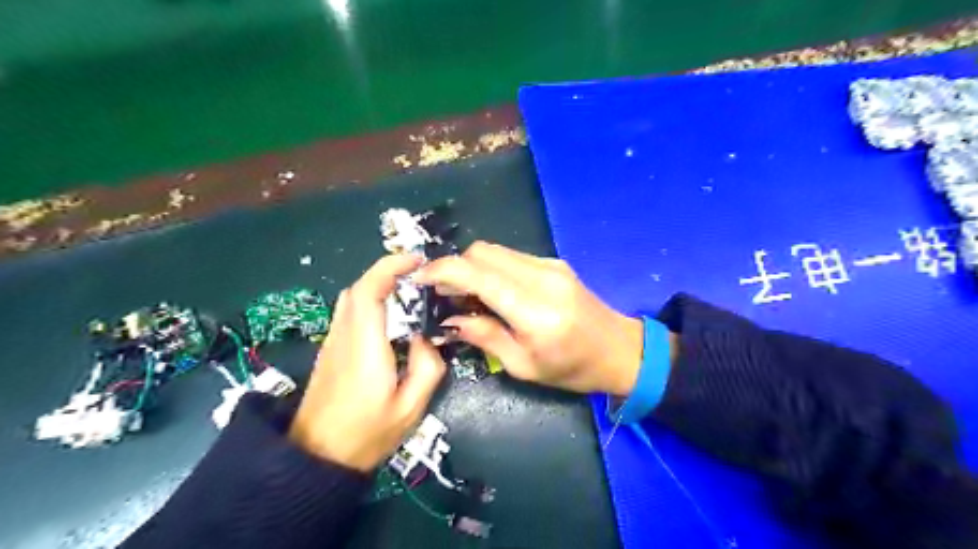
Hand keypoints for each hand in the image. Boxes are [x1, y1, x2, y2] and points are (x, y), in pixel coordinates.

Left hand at [287, 252, 444, 472]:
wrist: (315, 459)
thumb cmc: (365, 435)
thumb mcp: (410, 408)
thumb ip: (427, 367)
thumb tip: (426, 337)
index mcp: (365, 346)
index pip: (369, 290)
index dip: (391, 266)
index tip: (417, 261)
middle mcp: (344, 336)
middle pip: (359, 288)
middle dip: (388, 273)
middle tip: (420, 278)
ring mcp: (333, 342)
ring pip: (351, 298)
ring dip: (378, 286)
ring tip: (409, 294)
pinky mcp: (330, 350)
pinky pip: (349, 313)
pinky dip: (370, 302)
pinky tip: (390, 319)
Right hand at [419, 242, 651, 396]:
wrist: (620, 351)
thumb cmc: (572, 369)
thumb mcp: (523, 366)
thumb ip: (484, 336)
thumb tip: (448, 319)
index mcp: (534, 309)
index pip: (478, 274)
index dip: (442, 271)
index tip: (419, 279)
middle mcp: (541, 277)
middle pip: (482, 252)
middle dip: (455, 268)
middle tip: (442, 295)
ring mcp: (550, 265)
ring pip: (495, 251)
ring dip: (472, 268)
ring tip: (464, 296)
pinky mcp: (554, 263)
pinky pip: (511, 257)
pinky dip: (491, 269)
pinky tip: (491, 292)